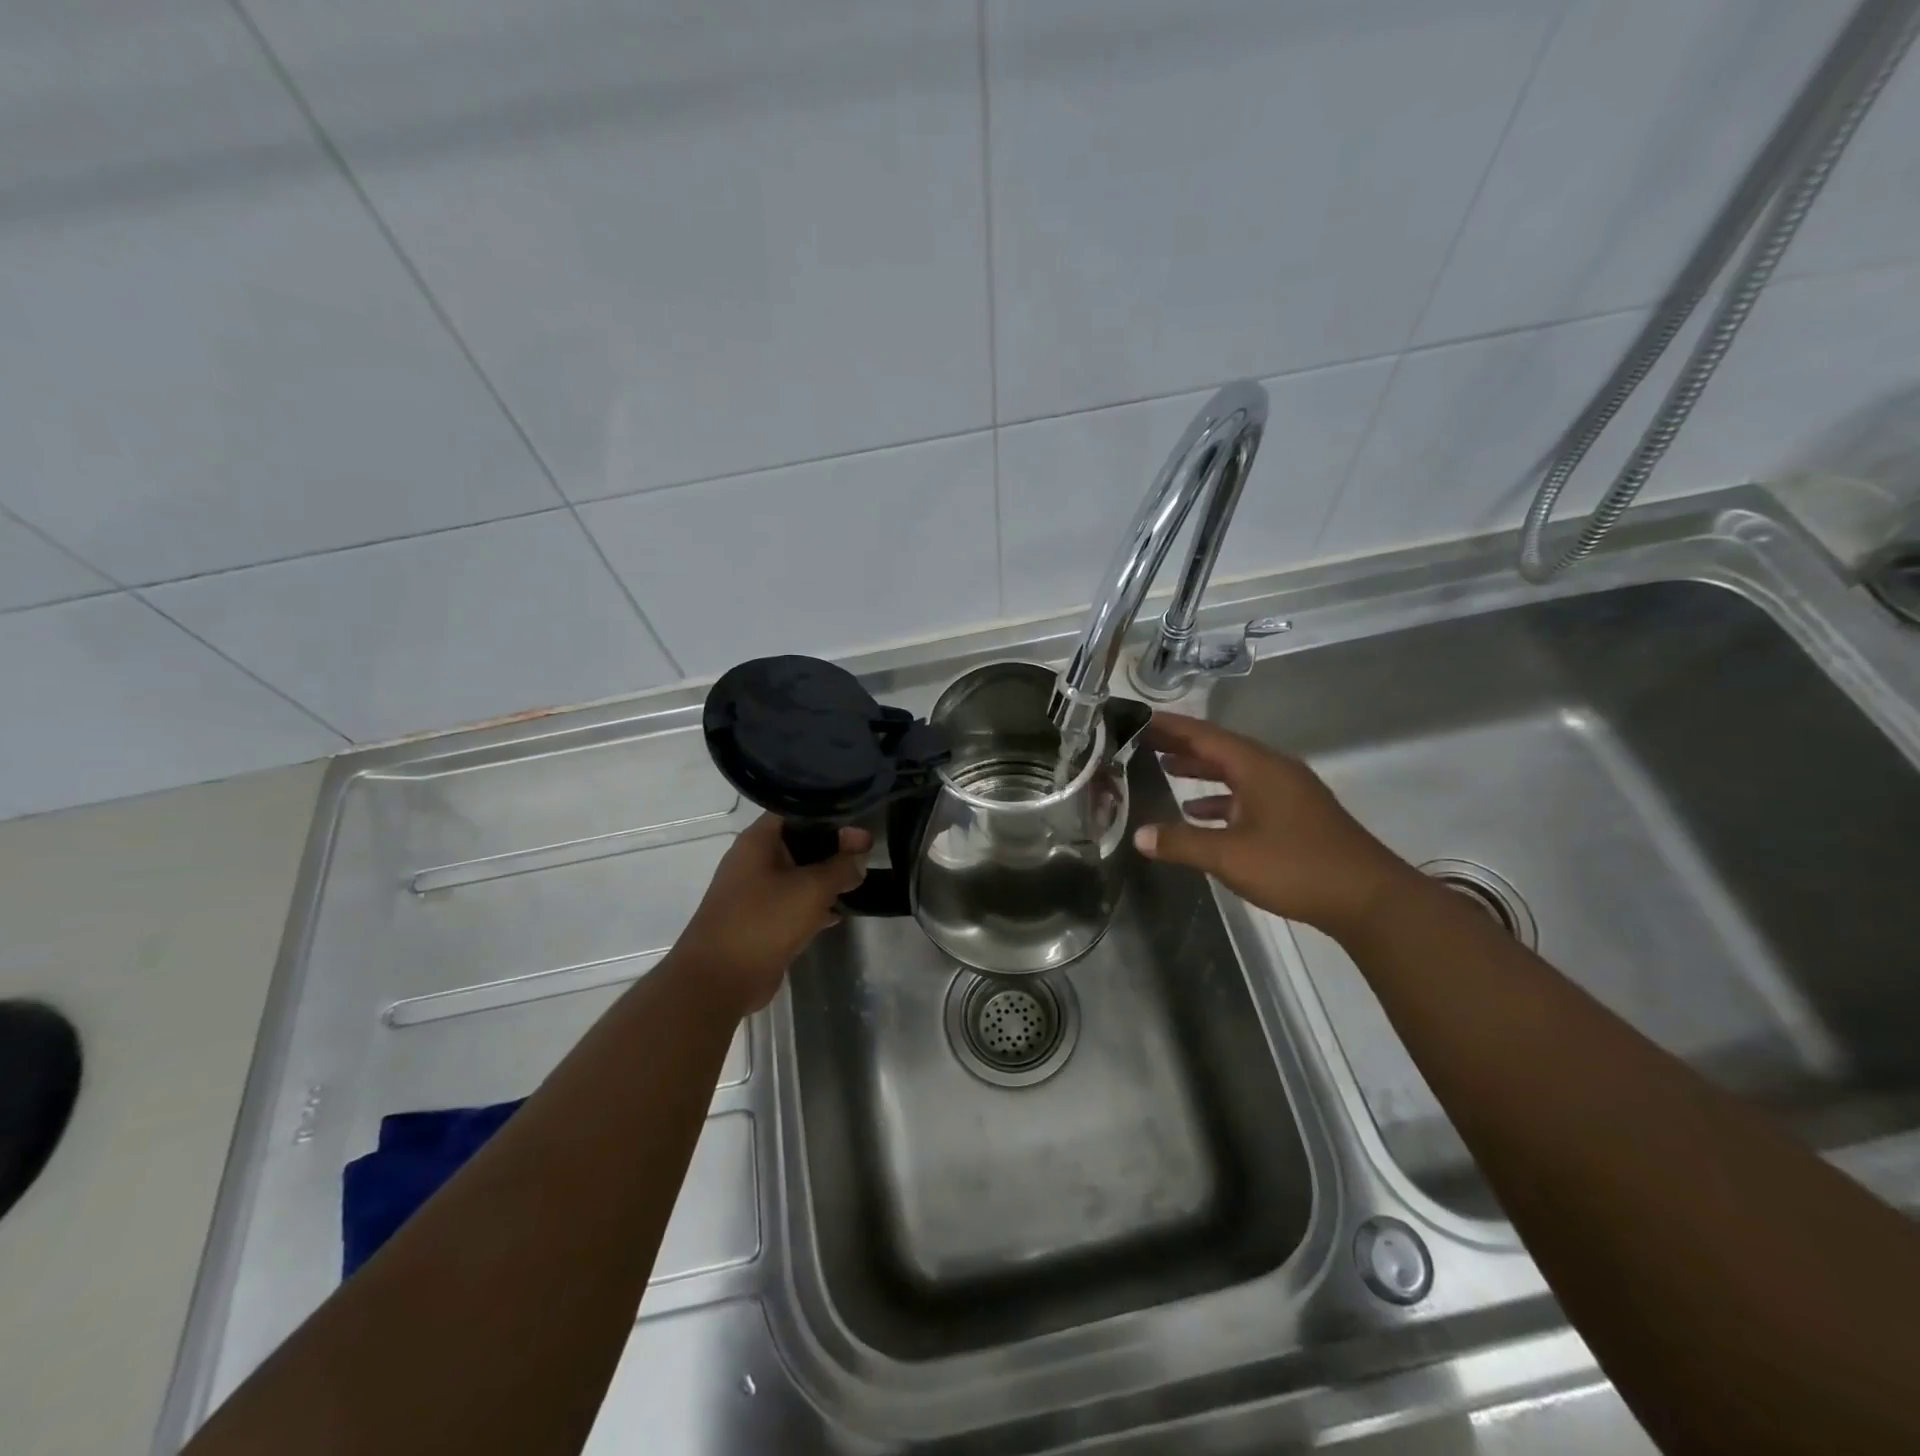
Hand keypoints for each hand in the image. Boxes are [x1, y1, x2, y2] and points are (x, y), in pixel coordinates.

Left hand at [675, 814, 869, 1012]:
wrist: (718, 980)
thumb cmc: (764, 921)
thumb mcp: (812, 888)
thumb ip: (841, 867)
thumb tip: (859, 857)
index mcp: (758, 841)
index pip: (798, 812)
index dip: (831, 816)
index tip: (861, 825)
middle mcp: (754, 860)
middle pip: (800, 843)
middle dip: (833, 848)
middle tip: (866, 853)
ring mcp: (755, 892)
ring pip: (798, 875)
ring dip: (826, 878)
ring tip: (859, 881)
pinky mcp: (761, 921)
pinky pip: (793, 903)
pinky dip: (815, 905)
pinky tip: (840, 912)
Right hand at [1134, 712, 1416, 937]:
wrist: (1369, 899)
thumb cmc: (1296, 867)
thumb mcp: (1230, 855)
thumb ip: (1182, 843)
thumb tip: (1139, 835)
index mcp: (1258, 767)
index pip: (1204, 735)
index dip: (1169, 726)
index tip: (1137, 718)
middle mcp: (1274, 770)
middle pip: (1219, 749)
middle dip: (1181, 744)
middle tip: (1142, 740)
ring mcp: (1288, 792)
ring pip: (1235, 772)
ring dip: (1201, 770)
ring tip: (1164, 768)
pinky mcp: (1295, 815)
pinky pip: (1248, 794)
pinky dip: (1221, 798)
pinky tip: (1199, 813)